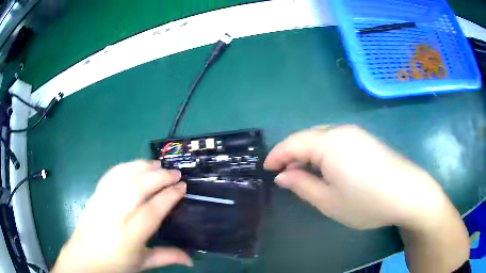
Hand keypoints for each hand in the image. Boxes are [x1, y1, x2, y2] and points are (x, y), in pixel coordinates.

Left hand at [52, 160, 191, 272]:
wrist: (85, 258)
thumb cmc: (115, 264)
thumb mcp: (143, 263)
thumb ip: (167, 257)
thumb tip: (192, 259)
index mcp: (129, 236)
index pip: (152, 210)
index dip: (168, 196)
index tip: (182, 187)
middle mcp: (114, 215)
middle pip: (137, 188)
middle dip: (159, 177)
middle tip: (175, 173)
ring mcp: (102, 202)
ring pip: (123, 177)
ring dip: (142, 167)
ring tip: (158, 165)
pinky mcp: (95, 195)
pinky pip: (111, 175)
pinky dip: (126, 166)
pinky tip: (136, 166)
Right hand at [264, 125, 452, 229]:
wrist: (408, 194)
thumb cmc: (366, 202)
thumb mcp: (328, 201)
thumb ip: (302, 185)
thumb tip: (282, 176)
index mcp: (329, 143)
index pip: (293, 142)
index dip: (276, 155)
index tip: (266, 168)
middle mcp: (341, 131)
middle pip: (307, 136)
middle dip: (292, 153)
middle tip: (284, 174)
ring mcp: (356, 133)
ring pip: (322, 137)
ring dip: (308, 152)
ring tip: (303, 172)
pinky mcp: (366, 139)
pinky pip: (336, 140)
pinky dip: (323, 151)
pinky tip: (326, 167)